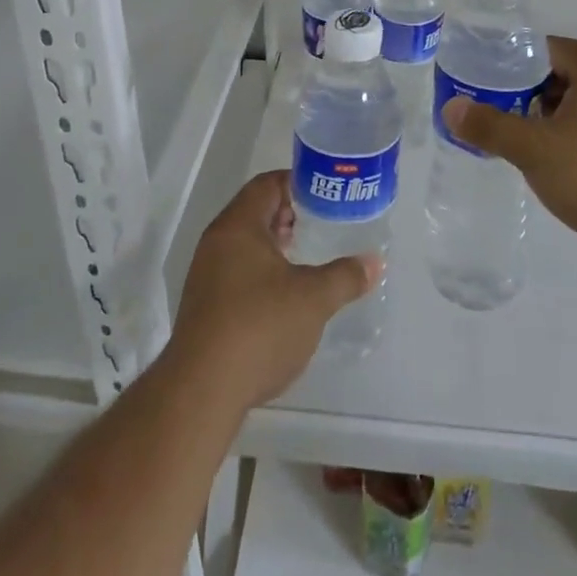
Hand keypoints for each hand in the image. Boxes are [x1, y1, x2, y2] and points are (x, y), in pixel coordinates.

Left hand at [169, 171, 378, 408]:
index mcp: (238, 225)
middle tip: (321, 223)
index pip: (267, 184)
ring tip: (306, 257)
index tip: (325, 194)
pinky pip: (236, 272)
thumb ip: (345, 276)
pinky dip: (261, 271)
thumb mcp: (313, 298)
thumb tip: (374, 263)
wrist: (201, 392)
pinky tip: (283, 295)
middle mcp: (216, 242)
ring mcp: (205, 275)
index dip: (297, 183)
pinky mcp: (203, 307)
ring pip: (244, 244)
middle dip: (288, 214)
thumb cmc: (259, 327)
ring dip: (274, 245)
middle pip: (254, 211)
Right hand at [442, 36, 576, 282]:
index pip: (546, 47)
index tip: (483, 78)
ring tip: (517, 140)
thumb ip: (490, 127)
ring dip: (547, 118)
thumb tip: (451, 107)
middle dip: (525, 91)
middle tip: (493, 110)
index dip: (511, 59)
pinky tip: (553, 166)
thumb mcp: (535, 150)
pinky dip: (570, 139)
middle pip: (561, 75)